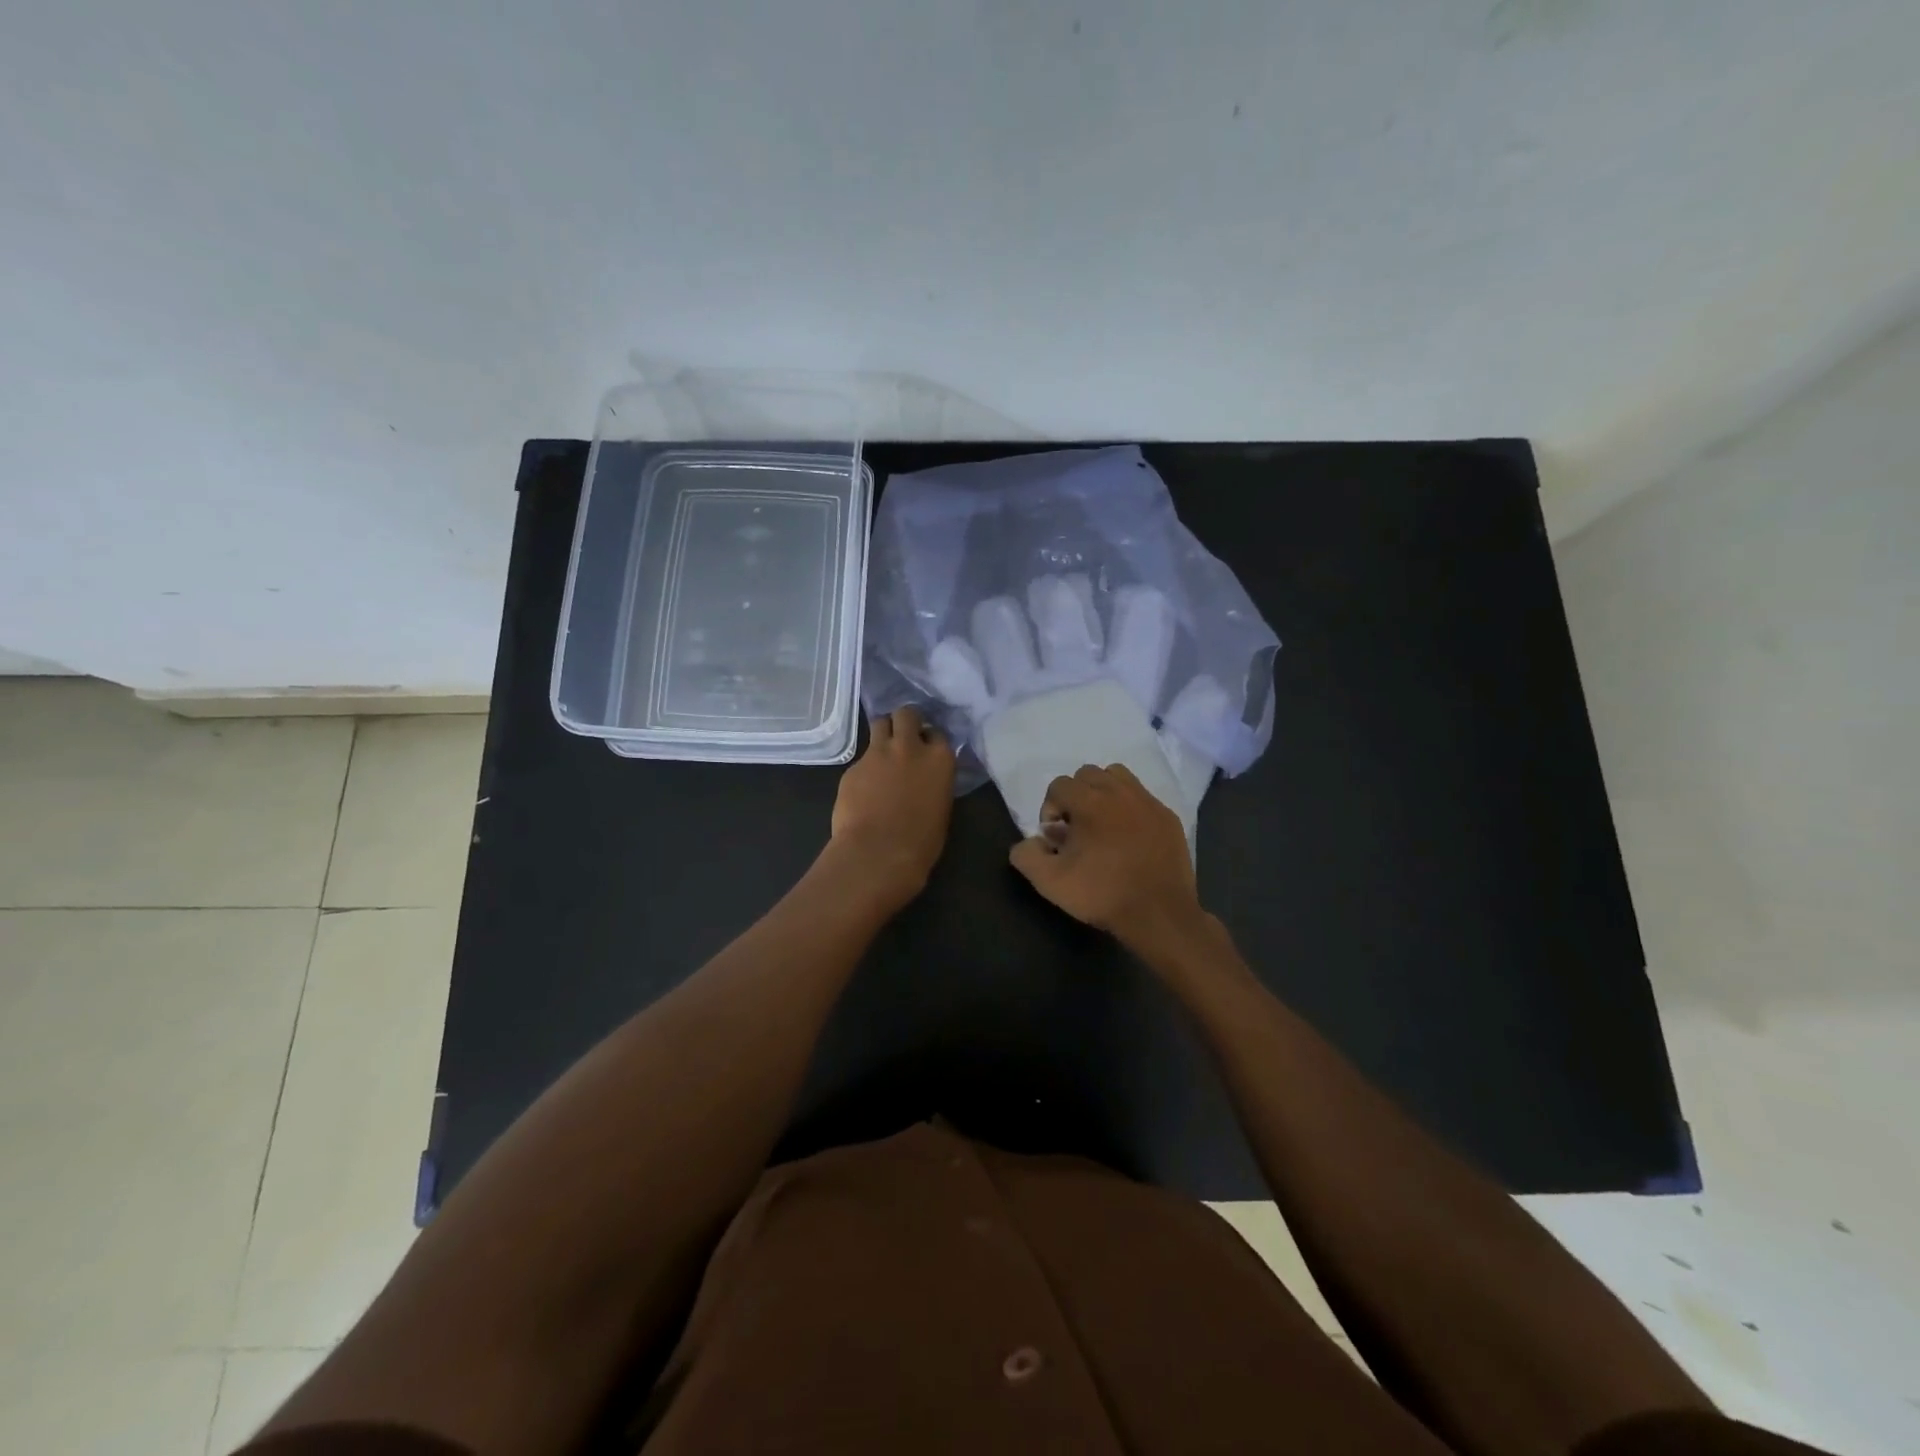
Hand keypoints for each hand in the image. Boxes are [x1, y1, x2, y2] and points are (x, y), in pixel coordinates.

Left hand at [827, 706, 956, 910]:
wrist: (878, 853)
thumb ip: (934, 782)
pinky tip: (864, 788)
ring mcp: (878, 753)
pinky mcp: (853, 766)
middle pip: (907, 714)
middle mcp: (910, 747)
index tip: (926, 750)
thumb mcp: (941, 807)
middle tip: (903, 737)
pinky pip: (861, 757)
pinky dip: (865, 767)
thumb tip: (925, 778)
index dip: (930, 739)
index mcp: (939, 759)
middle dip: (905, 721)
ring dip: (884, 733)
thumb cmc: (920, 842)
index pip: (937, 733)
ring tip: (883, 752)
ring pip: (880, 723)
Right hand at [1008, 763, 1207, 953]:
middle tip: (1077, 829)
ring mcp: (1147, 802)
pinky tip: (1129, 836)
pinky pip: (1142, 797)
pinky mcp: (1168, 816)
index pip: (1058, 785)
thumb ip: (1026, 855)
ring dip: (1103, 792)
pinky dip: (1130, 807)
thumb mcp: (1050, 882)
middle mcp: (1119, 792)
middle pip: (1087, 774)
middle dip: (1075, 796)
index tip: (1056, 838)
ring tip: (1102, 823)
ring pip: (1117, 777)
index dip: (1050, 809)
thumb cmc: (1102, 894)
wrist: (1159, 914)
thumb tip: (1030, 841)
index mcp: (1089, 802)